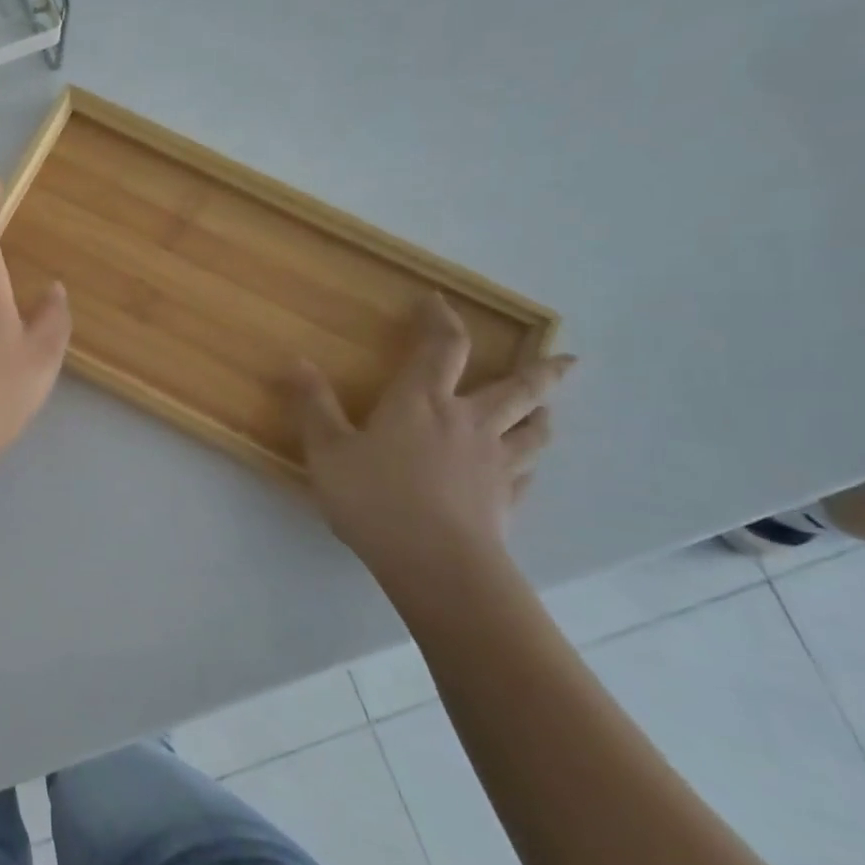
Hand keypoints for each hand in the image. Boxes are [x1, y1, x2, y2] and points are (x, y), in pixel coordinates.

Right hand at [290, 294, 574, 594]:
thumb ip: (313, 405)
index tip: (437, 300)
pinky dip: (527, 468)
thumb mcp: (327, 450)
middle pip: (517, 388)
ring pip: (534, 432)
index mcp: (422, 402)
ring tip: (548, 411)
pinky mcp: (505, 501)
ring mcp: (494, 464)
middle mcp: (468, 423)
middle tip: (567, 358)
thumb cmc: (374, 499)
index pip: (442, 347)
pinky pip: (525, 477)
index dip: (441, 320)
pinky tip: (523, 473)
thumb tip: (297, 360)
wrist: (435, 563)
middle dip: (541, 370)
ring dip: (543, 416)